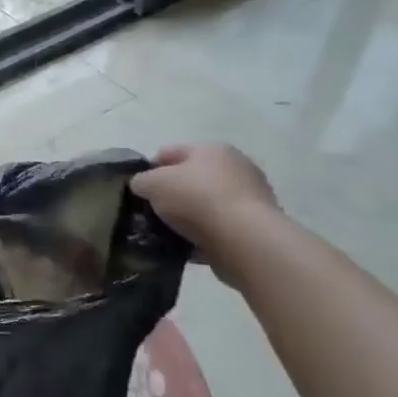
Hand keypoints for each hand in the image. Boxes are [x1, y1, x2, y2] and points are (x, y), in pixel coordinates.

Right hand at [130, 144, 280, 254]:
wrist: (245, 241)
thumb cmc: (196, 199)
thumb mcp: (152, 183)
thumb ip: (141, 181)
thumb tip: (142, 186)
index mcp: (211, 149)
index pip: (170, 152)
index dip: (150, 168)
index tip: (139, 190)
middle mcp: (236, 167)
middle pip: (192, 178)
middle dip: (172, 193)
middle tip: (152, 211)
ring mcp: (251, 197)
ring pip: (207, 204)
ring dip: (189, 216)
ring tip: (169, 232)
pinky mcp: (257, 226)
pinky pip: (221, 227)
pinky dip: (206, 234)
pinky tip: (189, 246)